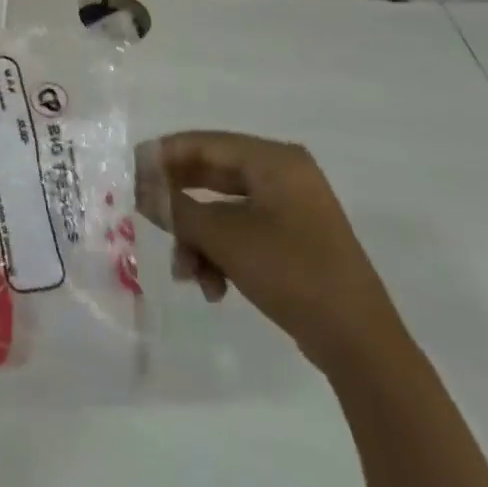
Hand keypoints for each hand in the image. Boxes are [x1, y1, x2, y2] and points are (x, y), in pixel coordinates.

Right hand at [137, 130, 405, 373]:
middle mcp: (283, 175)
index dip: (162, 156)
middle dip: (178, 205)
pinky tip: (212, 288)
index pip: (203, 143)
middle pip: (211, 176)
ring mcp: (290, 209)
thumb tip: (138, 186)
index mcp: (274, 160)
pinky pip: (241, 233)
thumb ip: (175, 208)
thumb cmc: (291, 272)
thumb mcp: (223, 237)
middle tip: (143, 215)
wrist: (359, 342)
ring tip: (186, 274)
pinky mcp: (291, 240)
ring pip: (222, 210)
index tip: (128, 173)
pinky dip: (220, 254)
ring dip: (197, 239)